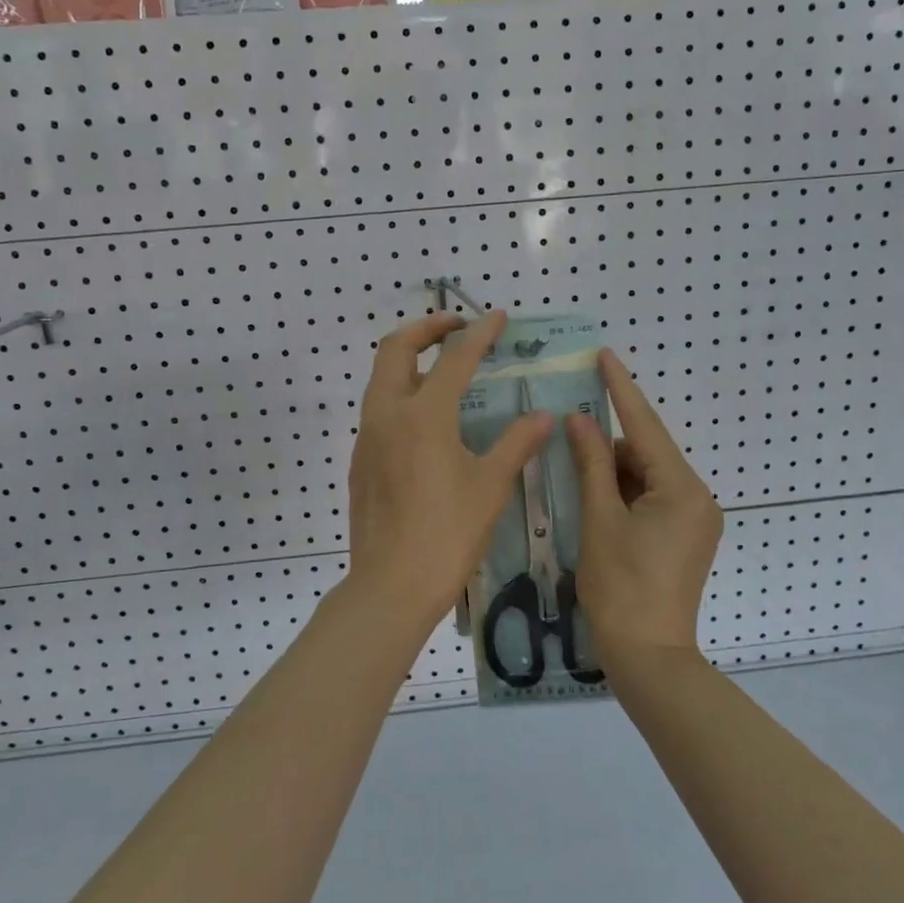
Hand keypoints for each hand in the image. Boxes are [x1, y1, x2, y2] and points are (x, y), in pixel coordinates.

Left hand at [347, 310, 552, 625]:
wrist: (390, 586)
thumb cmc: (447, 535)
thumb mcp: (490, 487)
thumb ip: (517, 443)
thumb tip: (543, 416)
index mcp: (423, 415)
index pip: (454, 359)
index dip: (479, 334)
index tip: (497, 316)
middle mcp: (387, 414)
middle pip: (395, 348)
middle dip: (426, 328)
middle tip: (456, 328)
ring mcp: (367, 437)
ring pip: (381, 378)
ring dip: (409, 359)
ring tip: (443, 367)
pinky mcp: (360, 460)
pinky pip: (378, 408)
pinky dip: (400, 392)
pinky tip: (427, 419)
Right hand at [566, 349, 723, 655]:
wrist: (648, 658)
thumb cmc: (620, 587)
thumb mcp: (600, 520)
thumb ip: (591, 465)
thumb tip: (579, 420)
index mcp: (682, 490)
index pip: (645, 427)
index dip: (621, 389)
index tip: (604, 355)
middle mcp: (698, 498)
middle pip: (646, 454)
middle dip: (608, 446)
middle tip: (568, 436)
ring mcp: (695, 520)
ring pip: (647, 477)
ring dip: (613, 474)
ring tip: (575, 479)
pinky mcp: (686, 537)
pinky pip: (652, 499)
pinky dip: (624, 494)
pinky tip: (595, 502)